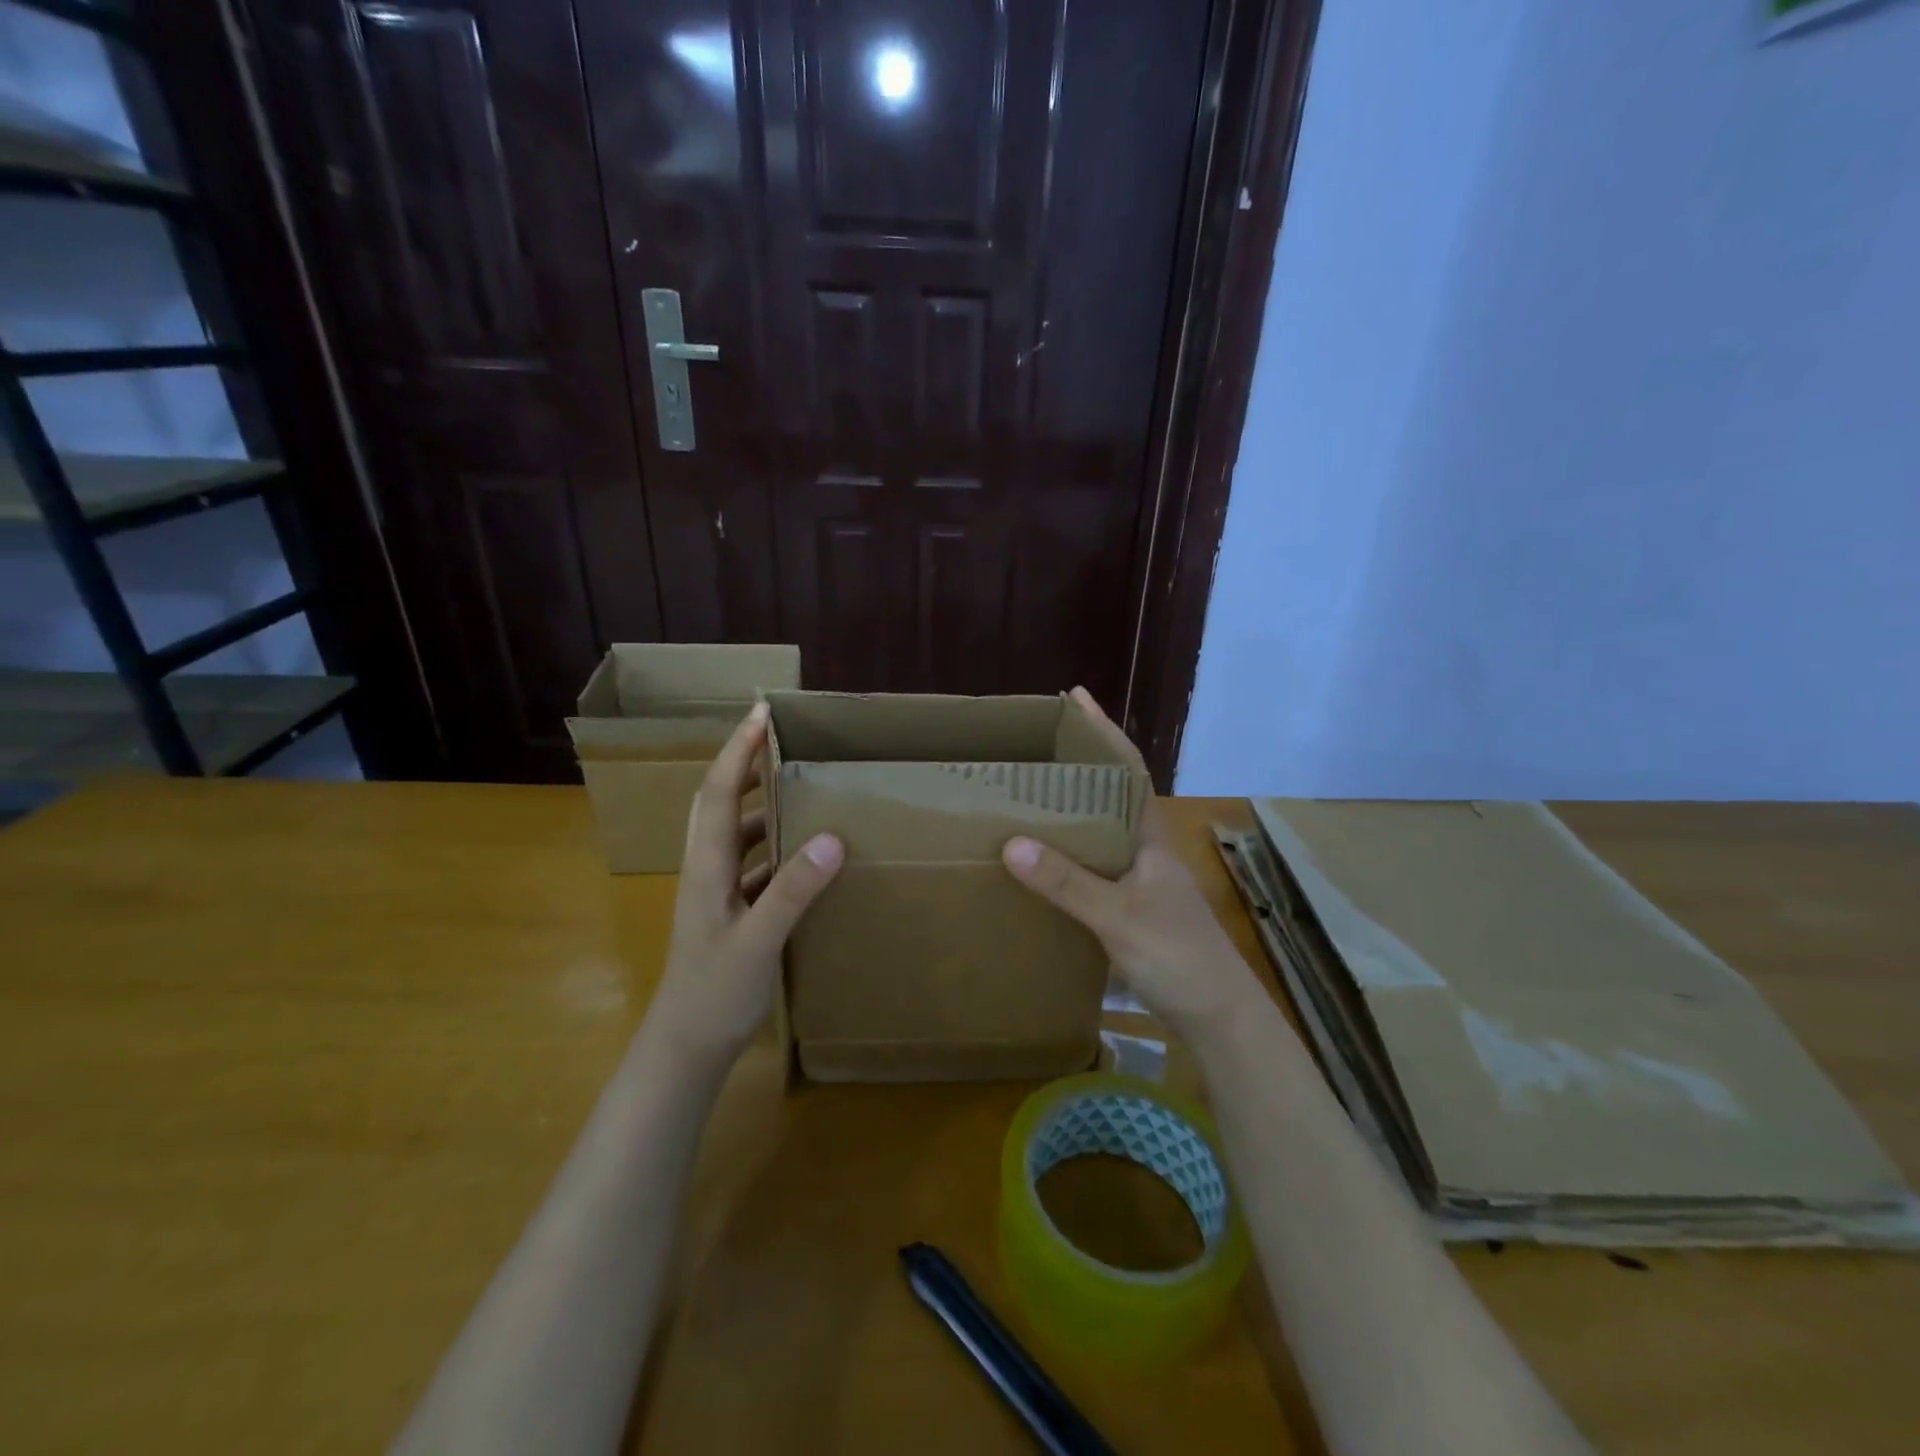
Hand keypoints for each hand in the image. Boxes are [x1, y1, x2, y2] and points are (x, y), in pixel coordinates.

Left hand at [648, 702, 843, 1068]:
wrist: (685, 1047)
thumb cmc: (713, 993)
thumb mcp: (757, 941)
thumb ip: (792, 890)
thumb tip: (832, 837)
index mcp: (706, 866)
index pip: (717, 792)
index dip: (738, 750)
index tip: (761, 713)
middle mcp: (707, 870)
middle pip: (718, 802)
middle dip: (743, 765)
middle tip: (779, 739)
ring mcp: (716, 892)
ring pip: (735, 833)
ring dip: (759, 804)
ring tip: (798, 787)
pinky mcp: (730, 912)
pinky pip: (752, 864)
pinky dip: (773, 846)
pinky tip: (804, 853)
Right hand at [1002, 688, 1261, 1043]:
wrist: (1220, 1016)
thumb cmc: (1177, 957)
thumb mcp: (1117, 917)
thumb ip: (1067, 882)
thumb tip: (1012, 842)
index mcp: (1150, 837)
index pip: (1128, 768)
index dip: (1103, 731)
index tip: (1076, 698)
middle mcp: (1148, 849)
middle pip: (1111, 795)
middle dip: (1079, 766)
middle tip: (1033, 750)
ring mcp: (1144, 879)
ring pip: (1103, 832)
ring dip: (1073, 811)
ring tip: (1029, 798)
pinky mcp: (1136, 907)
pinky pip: (1098, 865)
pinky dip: (1072, 854)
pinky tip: (1047, 864)